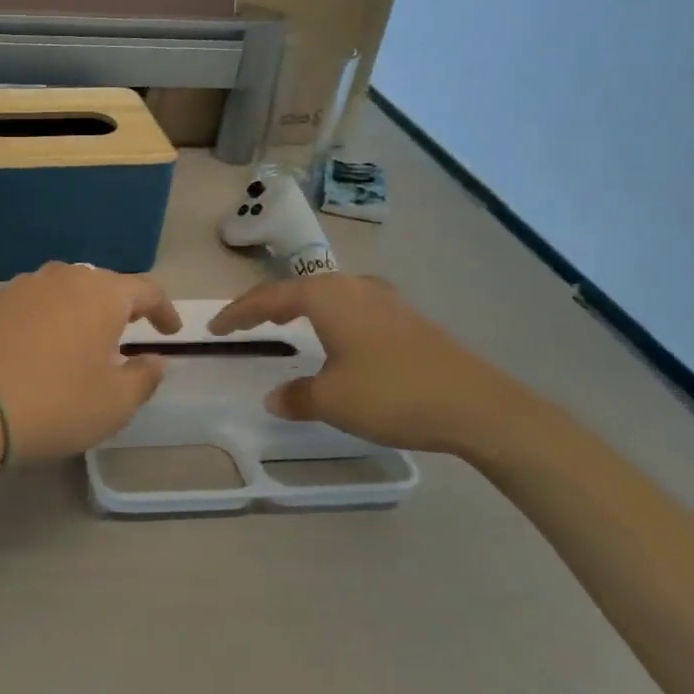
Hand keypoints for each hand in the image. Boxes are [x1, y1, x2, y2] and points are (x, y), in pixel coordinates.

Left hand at [0, 263, 181, 465]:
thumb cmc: (56, 403)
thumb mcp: (116, 403)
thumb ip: (145, 377)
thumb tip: (155, 360)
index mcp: (102, 294)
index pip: (146, 290)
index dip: (164, 310)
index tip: (170, 332)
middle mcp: (64, 277)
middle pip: (103, 284)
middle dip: (120, 307)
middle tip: (127, 335)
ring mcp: (24, 285)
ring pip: (65, 290)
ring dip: (81, 310)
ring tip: (82, 339)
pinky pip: (34, 302)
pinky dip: (47, 317)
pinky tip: (41, 345)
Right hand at [209, 274, 549, 458]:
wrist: (477, 406)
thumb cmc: (392, 394)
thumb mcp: (332, 400)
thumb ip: (296, 396)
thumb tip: (275, 397)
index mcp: (328, 297)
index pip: (269, 297)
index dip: (238, 313)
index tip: (215, 328)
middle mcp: (354, 287)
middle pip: (298, 289)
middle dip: (267, 304)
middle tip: (244, 322)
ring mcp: (385, 300)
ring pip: (328, 296)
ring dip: (300, 308)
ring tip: (283, 323)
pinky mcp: (406, 319)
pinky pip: (351, 309)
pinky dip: (328, 318)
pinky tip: (334, 338)